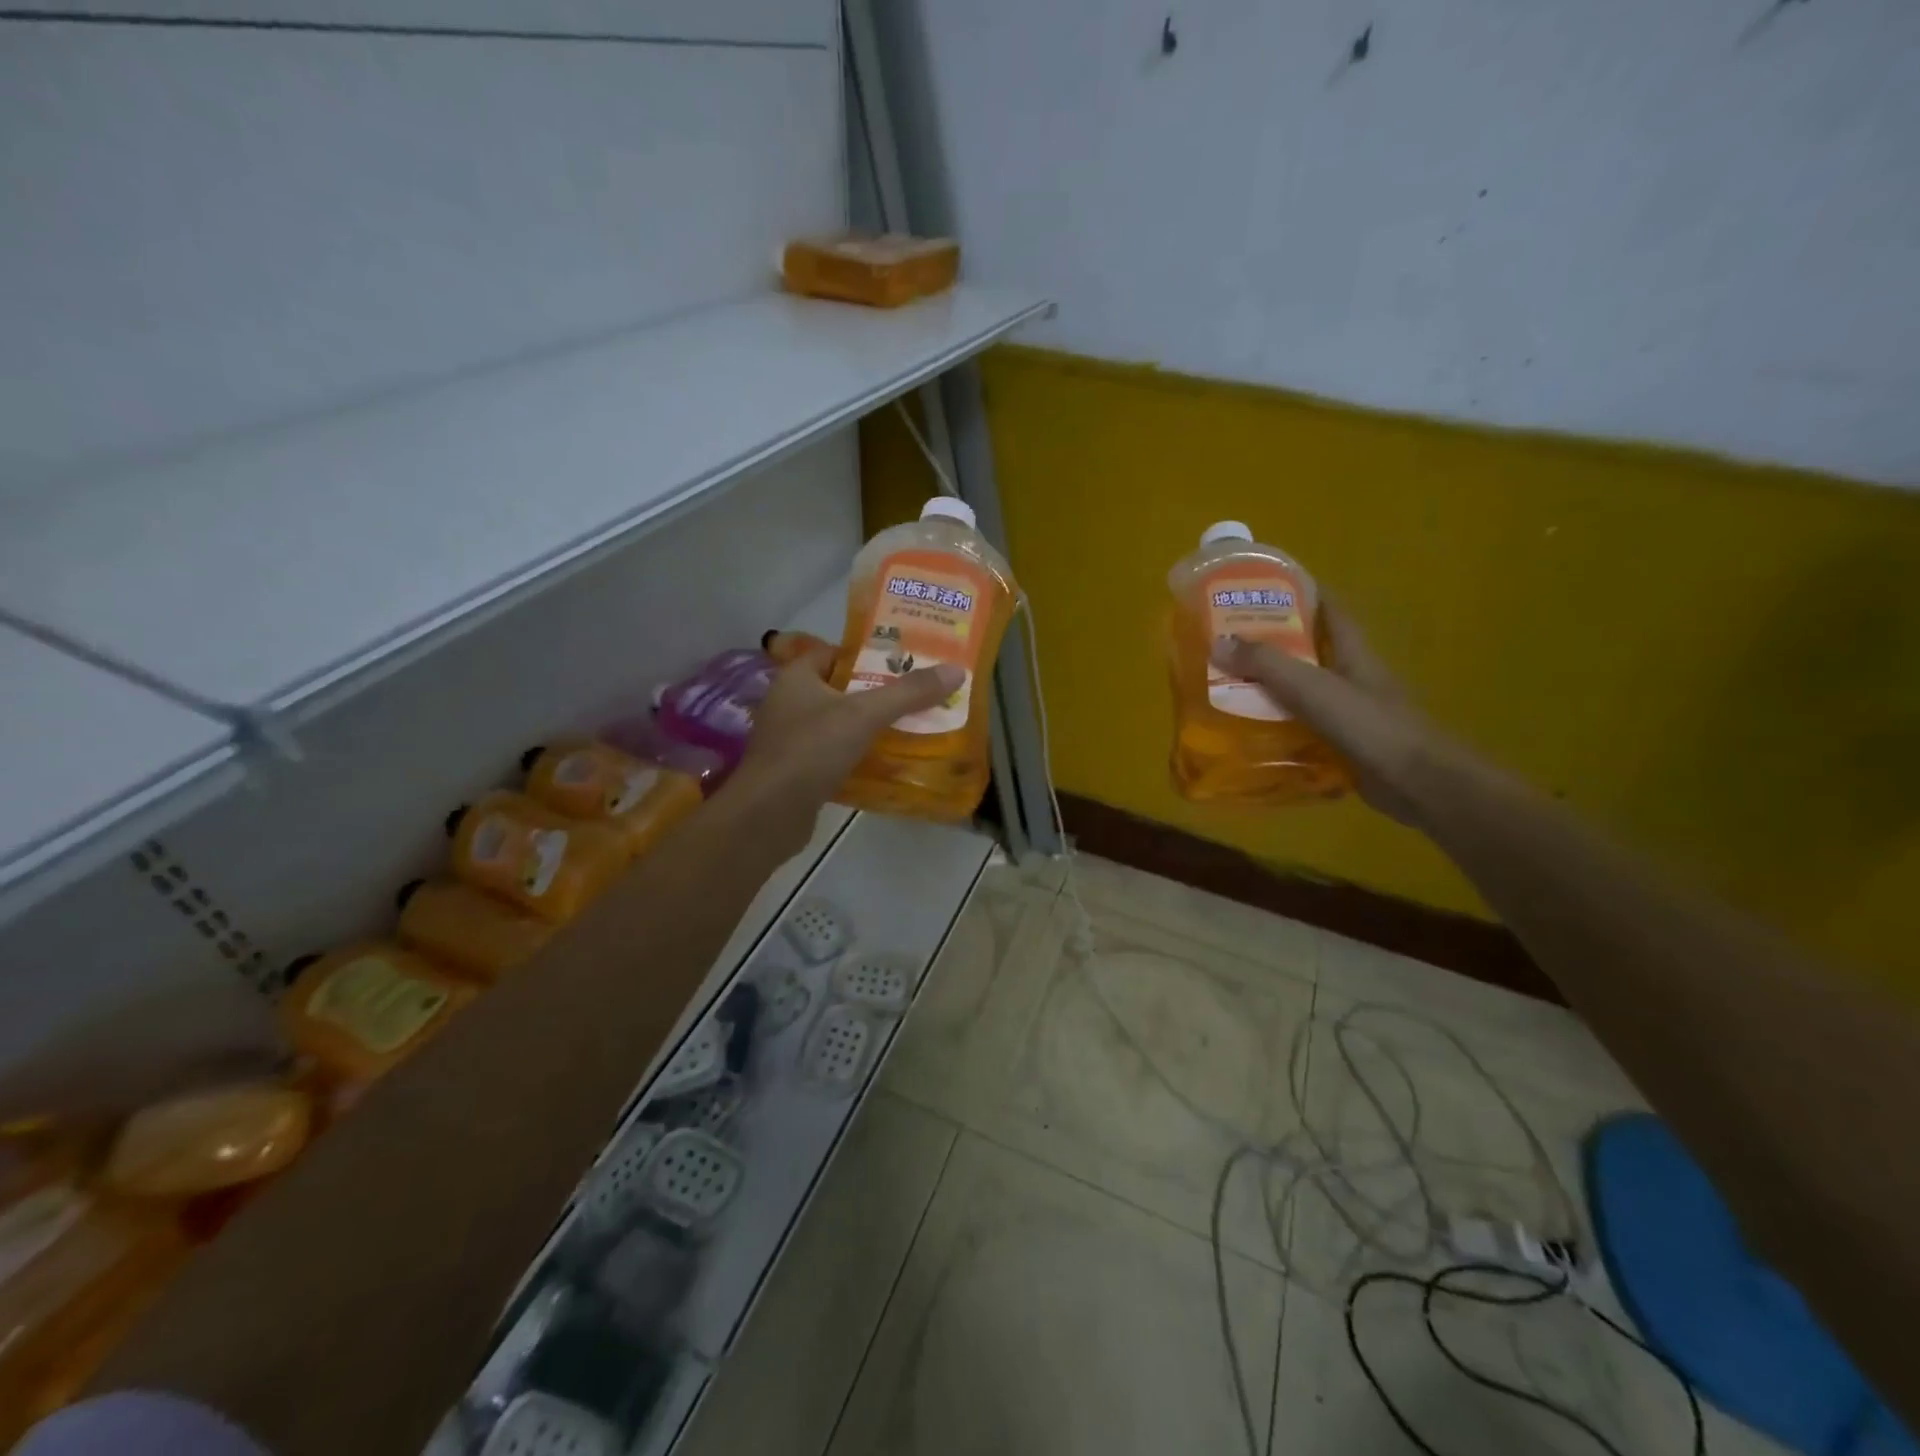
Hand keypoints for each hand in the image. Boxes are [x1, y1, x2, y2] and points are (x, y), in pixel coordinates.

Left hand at [721, 642, 962, 854]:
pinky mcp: (797, 771)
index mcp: (797, 678)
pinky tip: (887, 763)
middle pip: (841, 689)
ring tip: (911, 727)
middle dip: (877, 693)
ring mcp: (791, 739)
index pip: (835, 653)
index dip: (868, 654)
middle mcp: (789, 703)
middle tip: (917, 695)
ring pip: (839, 724)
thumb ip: (909, 692)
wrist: (769, 814)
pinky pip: (835, 754)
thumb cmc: (811, 749)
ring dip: (869, 727)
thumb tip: (957, 670)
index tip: (905, 662)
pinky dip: (858, 756)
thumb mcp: (865, 714)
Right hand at [1213, 601, 1445, 826]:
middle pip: (1311, 652)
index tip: (1266, 588)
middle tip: (1229, 643)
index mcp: (1354, 654)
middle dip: (1274, 645)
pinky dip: (1279, 730)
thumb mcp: (1313, 688)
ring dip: (1272, 690)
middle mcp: (1353, 678)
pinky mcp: (1345, 746)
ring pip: (1304, 693)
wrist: (1417, 784)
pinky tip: (1251, 736)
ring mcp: (1351, 714)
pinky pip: (1304, 731)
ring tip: (1227, 689)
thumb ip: (1267, 664)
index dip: (1304, 593)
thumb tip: (1217, 643)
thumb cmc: (1370, 725)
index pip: (1331, 610)